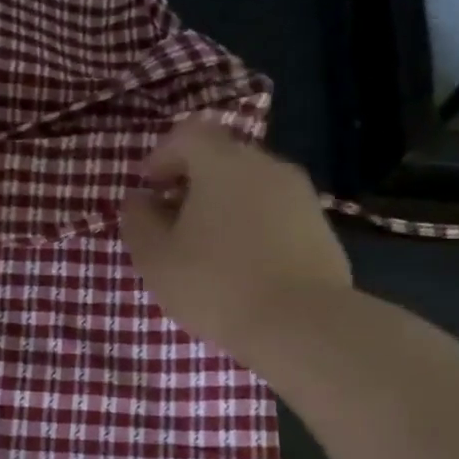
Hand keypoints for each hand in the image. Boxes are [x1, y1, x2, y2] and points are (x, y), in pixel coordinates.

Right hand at [121, 117, 352, 373]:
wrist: (302, 323)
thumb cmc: (216, 284)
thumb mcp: (156, 258)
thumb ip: (138, 221)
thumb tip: (139, 200)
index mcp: (223, 163)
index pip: (188, 134)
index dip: (162, 155)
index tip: (148, 188)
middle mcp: (266, 166)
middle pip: (222, 158)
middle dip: (193, 182)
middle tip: (173, 220)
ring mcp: (300, 195)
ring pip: (251, 186)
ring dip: (224, 206)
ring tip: (208, 248)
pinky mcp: (320, 226)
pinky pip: (275, 213)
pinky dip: (253, 226)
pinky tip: (244, 265)